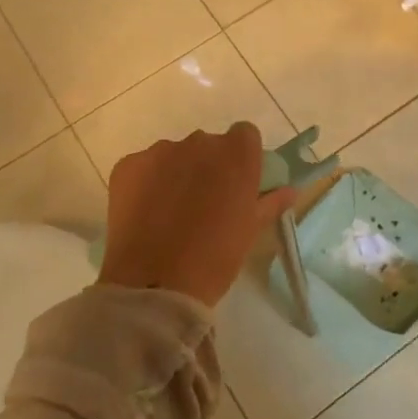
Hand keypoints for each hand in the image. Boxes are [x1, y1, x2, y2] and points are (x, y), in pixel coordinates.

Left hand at [97, 123, 296, 308]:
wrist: (154, 283)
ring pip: (173, 155)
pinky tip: (145, 215)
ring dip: (176, 173)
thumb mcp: (251, 230)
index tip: (237, 183)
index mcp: (236, 154)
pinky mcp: (128, 165)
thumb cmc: (216, 258)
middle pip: (207, 144)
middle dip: (207, 166)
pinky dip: (146, 183)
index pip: (245, 135)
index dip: (241, 157)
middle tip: (204, 203)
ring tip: (170, 213)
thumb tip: (289, 190)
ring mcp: (160, 151)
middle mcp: (199, 142)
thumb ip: (271, 202)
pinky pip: (143, 167)